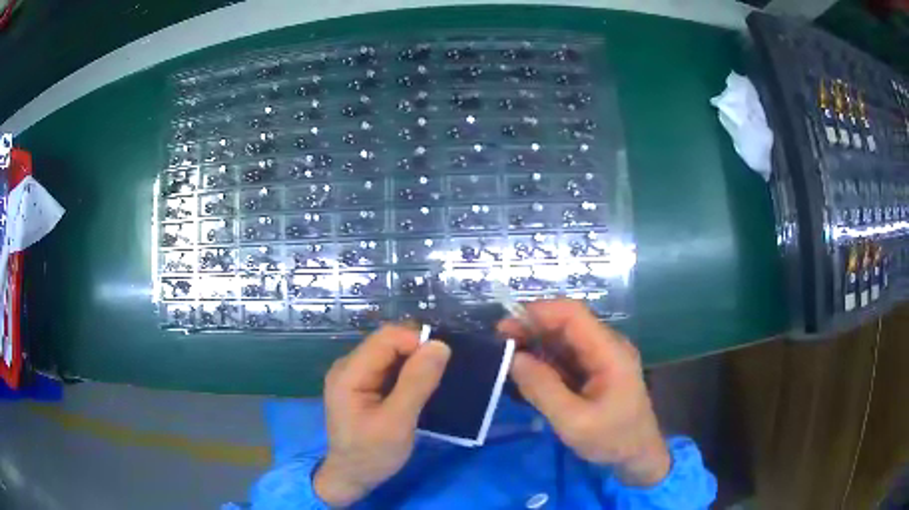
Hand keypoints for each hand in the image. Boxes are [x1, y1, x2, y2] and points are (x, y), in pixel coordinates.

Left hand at [314, 324, 450, 506]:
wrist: (352, 477)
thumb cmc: (372, 454)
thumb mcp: (398, 423)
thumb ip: (417, 383)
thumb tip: (440, 345)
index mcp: (349, 372)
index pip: (387, 338)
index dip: (417, 342)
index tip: (443, 363)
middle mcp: (348, 366)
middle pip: (388, 342)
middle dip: (418, 351)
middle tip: (441, 375)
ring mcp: (354, 375)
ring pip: (391, 354)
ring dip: (415, 362)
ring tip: (434, 382)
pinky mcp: (363, 385)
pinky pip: (389, 367)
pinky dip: (408, 373)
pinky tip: (420, 388)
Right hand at [499, 300, 670, 486]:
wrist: (638, 455)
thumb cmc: (612, 440)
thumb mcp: (574, 422)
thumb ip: (543, 389)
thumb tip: (513, 358)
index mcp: (610, 351)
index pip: (572, 314)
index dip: (537, 312)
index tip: (504, 328)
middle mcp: (607, 345)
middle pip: (566, 323)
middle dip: (531, 329)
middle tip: (498, 345)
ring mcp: (602, 357)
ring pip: (563, 339)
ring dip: (535, 345)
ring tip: (506, 359)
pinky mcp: (596, 369)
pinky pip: (566, 356)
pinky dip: (544, 361)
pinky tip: (525, 373)